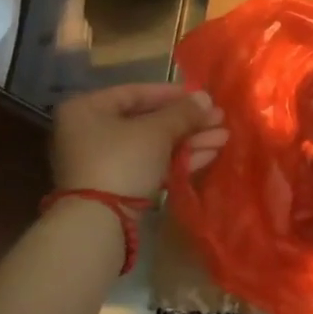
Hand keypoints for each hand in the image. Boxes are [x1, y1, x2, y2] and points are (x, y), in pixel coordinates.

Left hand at [50, 83, 227, 197]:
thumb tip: (206, 98)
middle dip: (188, 122)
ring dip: (190, 141)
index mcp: (89, 109)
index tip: (202, 97)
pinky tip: (209, 154)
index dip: (173, 94)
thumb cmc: (123, 160)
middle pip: (149, 121)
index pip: (136, 93)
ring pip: (155, 144)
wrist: (101, 220)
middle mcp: (93, 132)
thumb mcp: (157, 131)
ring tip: (224, 137)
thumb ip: (184, 113)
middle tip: (219, 119)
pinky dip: (179, 159)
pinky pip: (152, 164)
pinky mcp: (120, 185)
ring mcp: (106, 161)